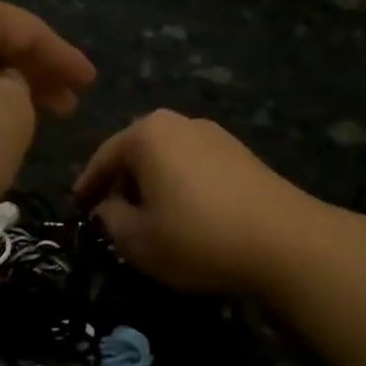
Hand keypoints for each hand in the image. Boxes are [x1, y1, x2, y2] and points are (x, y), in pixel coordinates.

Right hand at [74, 111, 330, 294]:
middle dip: (121, 184)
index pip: (103, 158)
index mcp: (147, 133)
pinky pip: (195, 167)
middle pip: (136, 153)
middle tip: (111, 216)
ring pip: (167, 160)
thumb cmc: (198, 237)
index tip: (78, 209)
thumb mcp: (137, 240)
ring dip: (153, 186)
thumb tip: (107, 207)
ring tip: (149, 219)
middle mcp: (180, 122)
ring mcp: (215, 134)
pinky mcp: (242, 154)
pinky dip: (181, 187)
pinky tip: (186, 216)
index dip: (87, 187)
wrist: (287, 242)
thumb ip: (110, 219)